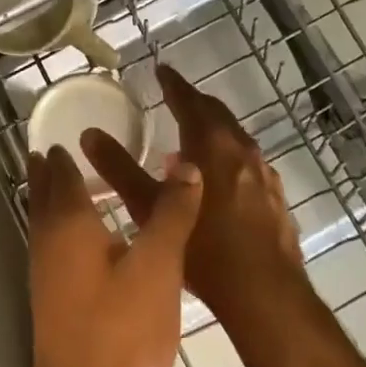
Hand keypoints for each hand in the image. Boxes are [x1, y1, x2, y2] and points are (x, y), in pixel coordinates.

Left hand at [25, 145, 200, 366]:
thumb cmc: (122, 334)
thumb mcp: (159, 267)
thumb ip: (171, 213)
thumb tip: (186, 163)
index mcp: (69, 223)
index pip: (61, 172)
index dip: (63, 152)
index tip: (68, 131)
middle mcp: (48, 241)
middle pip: (44, 194)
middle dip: (49, 171)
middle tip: (58, 149)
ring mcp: (45, 275)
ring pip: (44, 221)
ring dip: (52, 199)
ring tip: (71, 184)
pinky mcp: (51, 303)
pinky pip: (51, 246)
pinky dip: (61, 228)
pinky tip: (83, 242)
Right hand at [84, 65, 307, 332]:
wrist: (266, 296)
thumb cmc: (205, 247)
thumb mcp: (149, 207)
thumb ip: (119, 168)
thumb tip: (89, 134)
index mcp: (209, 142)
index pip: (187, 99)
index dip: (172, 83)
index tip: (160, 70)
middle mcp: (240, 148)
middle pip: (215, 113)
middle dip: (194, 102)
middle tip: (174, 97)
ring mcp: (264, 173)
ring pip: (235, 137)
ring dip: (214, 130)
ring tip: (193, 138)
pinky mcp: (276, 198)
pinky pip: (249, 163)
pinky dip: (230, 157)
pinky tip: (222, 179)